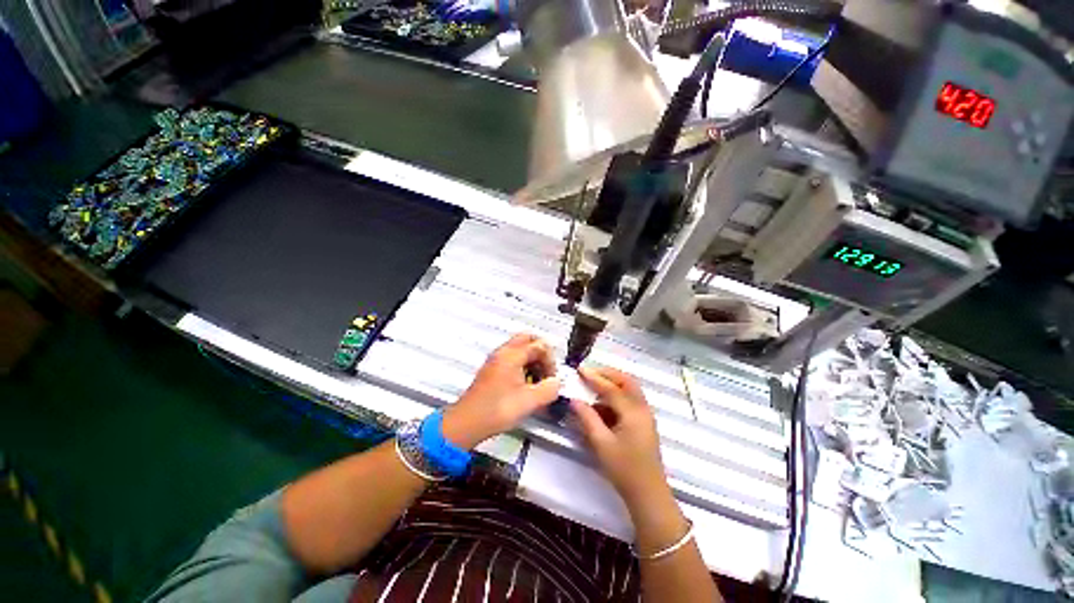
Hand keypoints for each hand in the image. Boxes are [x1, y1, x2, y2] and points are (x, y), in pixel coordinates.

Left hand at [441, 334, 560, 448]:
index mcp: (512, 354)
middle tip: (547, 370)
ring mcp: (496, 360)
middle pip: (528, 339)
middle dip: (542, 353)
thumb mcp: (529, 401)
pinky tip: (526, 385)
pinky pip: (512, 359)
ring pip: (520, 349)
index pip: (540, 345)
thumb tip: (557, 383)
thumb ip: (550, 389)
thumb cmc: (496, 409)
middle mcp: (503, 352)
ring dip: (532, 360)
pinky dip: (523, 366)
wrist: (468, 422)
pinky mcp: (492, 370)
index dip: (550, 360)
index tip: (552, 377)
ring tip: (538, 380)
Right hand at [570, 367, 669, 509]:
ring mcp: (645, 415)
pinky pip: (629, 401)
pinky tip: (601, 406)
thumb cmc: (624, 470)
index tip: (579, 369)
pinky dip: (615, 397)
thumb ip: (587, 418)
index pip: (611, 388)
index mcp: (633, 412)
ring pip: (629, 389)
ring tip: (592, 387)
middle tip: (589, 373)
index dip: (594, 377)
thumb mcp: (601, 443)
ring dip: (612, 384)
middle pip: (626, 381)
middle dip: (607, 374)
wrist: (648, 495)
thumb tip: (574, 400)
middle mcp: (642, 408)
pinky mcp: (643, 423)